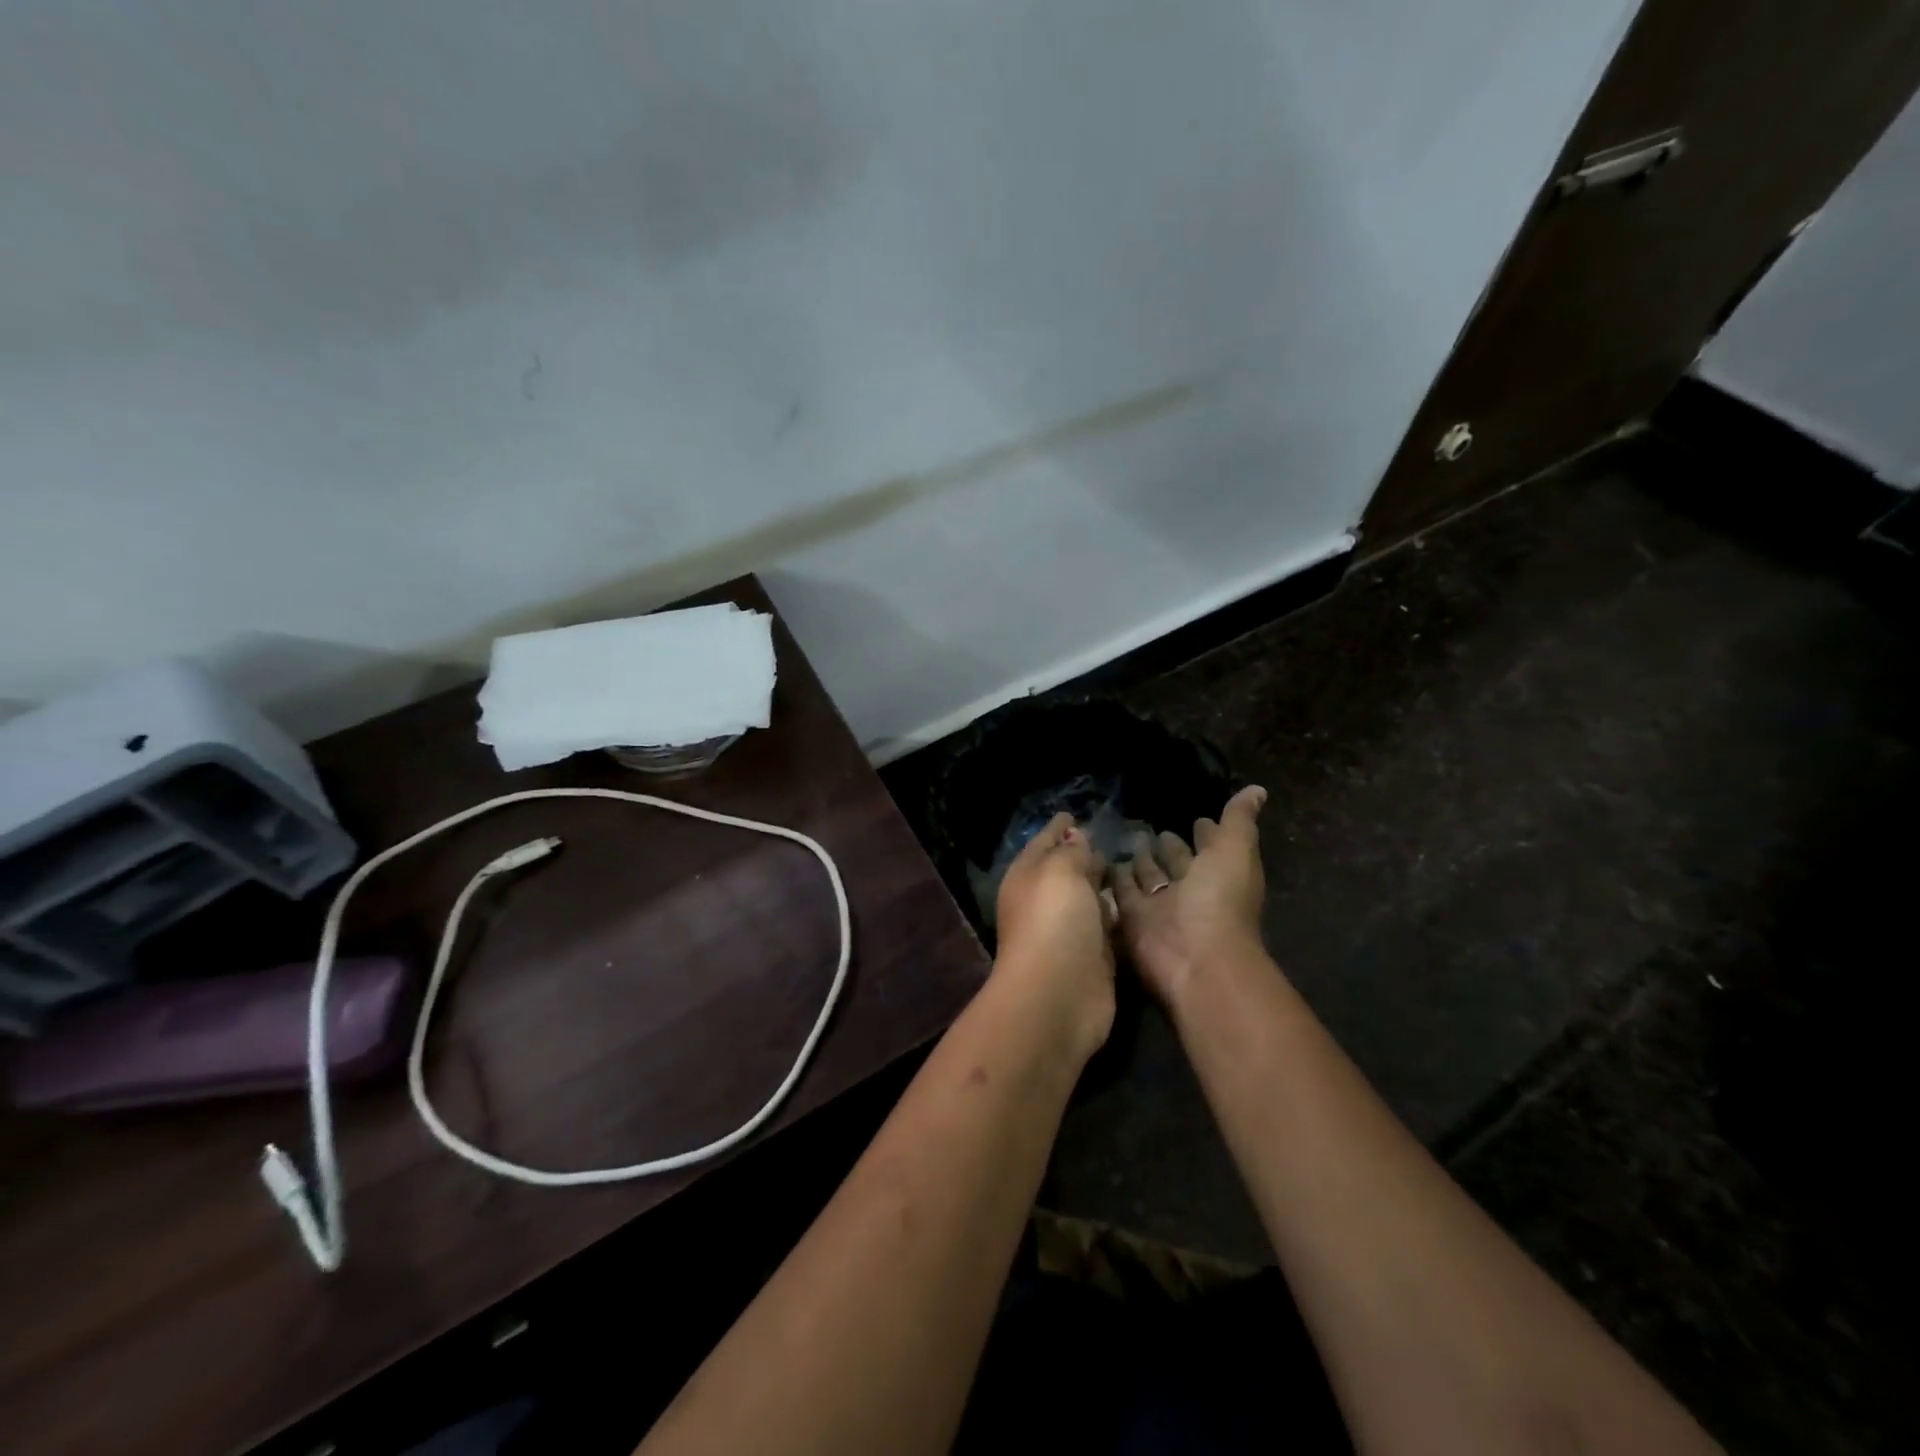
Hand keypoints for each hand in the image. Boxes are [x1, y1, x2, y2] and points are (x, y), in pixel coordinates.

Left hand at [993, 813, 1115, 1059]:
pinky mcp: (1092, 956)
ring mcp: (1068, 931)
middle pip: (1065, 870)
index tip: (1073, 814)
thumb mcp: (1060, 871)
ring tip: (1130, 864)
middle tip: (1109, 837)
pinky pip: (1106, 925)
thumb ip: (1071, 851)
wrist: (1059, 994)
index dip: (1058, 827)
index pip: (1043, 842)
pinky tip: (1136, 901)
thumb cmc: (1054, 921)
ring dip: (1102, 884)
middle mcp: (1044, 901)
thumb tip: (1075, 836)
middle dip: (1082, 854)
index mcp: (1027, 876)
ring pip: (1087, 897)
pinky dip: (1116, 913)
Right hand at [1110, 785, 1268, 1005]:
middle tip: (1152, 828)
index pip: (1211, 847)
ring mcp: (1160, 907)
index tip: (1197, 817)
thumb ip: (1239, 820)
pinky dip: (1115, 879)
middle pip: (1177, 863)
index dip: (1206, 832)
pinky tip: (1103, 859)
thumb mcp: (1234, 852)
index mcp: (1219, 874)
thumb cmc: (1220, 901)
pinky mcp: (1132, 919)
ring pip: (1148, 878)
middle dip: (1168, 847)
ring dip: (1140, 862)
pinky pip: (1121, 893)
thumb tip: (1257, 789)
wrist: (1194, 958)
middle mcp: (1190, 891)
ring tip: (1126, 840)